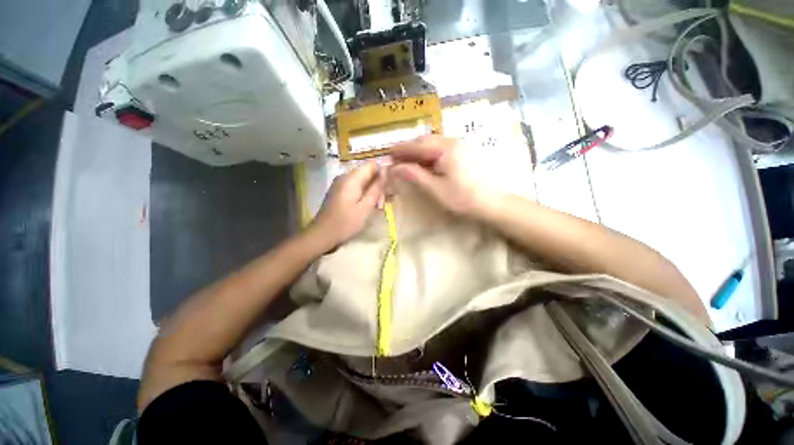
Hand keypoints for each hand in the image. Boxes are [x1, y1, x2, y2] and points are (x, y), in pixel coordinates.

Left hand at [309, 162, 385, 247]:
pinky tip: (368, 204)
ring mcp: (340, 183)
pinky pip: (355, 186)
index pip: (371, 165)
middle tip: (385, 198)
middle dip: (378, 183)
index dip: (383, 172)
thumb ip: (376, 189)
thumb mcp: (365, 207)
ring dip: (372, 189)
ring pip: (361, 180)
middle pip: (366, 172)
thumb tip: (386, 173)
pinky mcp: (338, 191)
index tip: (391, 185)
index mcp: (351, 178)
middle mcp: (344, 176)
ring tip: (379, 204)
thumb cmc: (346, 222)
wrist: (322, 234)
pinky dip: (364, 193)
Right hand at [390, 136, 498, 217]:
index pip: (417, 145)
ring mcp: (462, 144)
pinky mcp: (466, 151)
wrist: (493, 202)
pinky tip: (427, 161)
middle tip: (396, 158)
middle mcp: (453, 141)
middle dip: (409, 148)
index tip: (388, 154)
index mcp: (445, 149)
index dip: (401, 149)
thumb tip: (395, 168)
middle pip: (425, 140)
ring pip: (435, 142)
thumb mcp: (435, 188)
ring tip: (409, 160)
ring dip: (420, 149)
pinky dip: (431, 152)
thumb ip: (414, 175)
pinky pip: (443, 146)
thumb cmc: (462, 198)